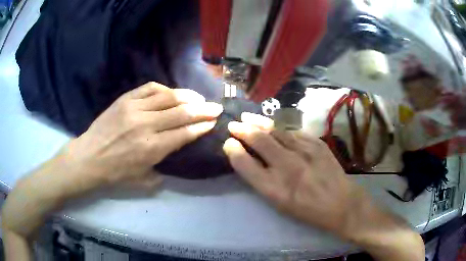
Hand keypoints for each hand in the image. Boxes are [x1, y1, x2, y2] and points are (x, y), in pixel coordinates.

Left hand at [63, 82, 222, 190]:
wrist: (89, 158)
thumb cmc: (115, 173)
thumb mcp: (143, 181)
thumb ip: (163, 170)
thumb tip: (175, 155)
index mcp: (151, 149)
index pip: (185, 133)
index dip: (202, 126)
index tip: (213, 122)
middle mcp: (145, 125)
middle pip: (181, 112)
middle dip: (203, 109)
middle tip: (216, 107)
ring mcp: (134, 109)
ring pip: (168, 96)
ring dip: (188, 96)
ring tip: (198, 98)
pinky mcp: (124, 100)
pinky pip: (149, 88)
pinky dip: (165, 89)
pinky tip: (172, 93)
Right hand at [223, 113, 424, 260]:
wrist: (342, 204)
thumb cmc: (309, 211)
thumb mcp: (280, 204)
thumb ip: (263, 181)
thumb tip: (249, 159)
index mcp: (275, 190)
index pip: (245, 164)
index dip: (233, 150)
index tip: (228, 142)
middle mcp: (288, 168)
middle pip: (259, 141)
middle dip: (242, 130)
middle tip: (233, 125)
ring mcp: (305, 153)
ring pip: (276, 131)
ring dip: (259, 123)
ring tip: (248, 118)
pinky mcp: (317, 144)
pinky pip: (294, 132)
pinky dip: (280, 128)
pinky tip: (274, 126)